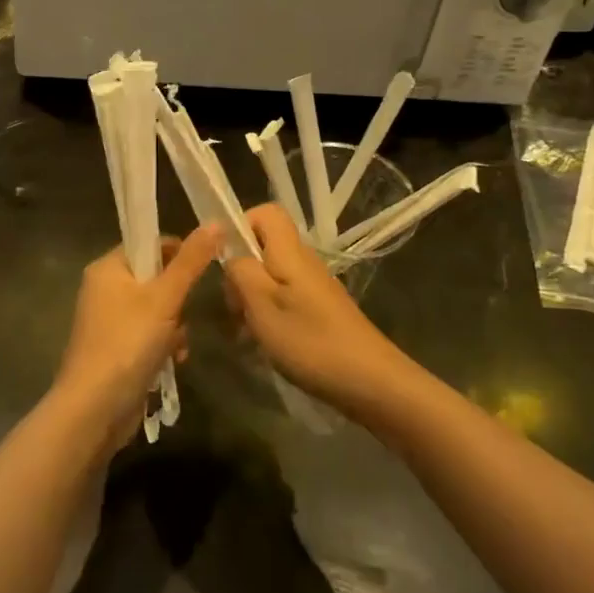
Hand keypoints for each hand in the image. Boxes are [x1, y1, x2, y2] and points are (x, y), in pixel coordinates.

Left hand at [54, 225, 218, 449]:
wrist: (94, 410)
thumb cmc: (127, 343)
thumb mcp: (165, 298)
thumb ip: (191, 261)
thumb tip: (216, 222)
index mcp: (108, 267)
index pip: (149, 244)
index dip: (178, 253)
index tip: (202, 271)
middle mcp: (104, 289)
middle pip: (156, 278)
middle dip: (178, 300)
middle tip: (183, 316)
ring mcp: (108, 322)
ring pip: (157, 310)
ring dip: (175, 327)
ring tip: (178, 346)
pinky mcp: (115, 350)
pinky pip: (148, 335)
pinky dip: (164, 346)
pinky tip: (172, 363)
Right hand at [223, 205, 415, 419]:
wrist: (369, 380)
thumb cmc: (309, 340)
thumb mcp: (262, 305)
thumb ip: (241, 271)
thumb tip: (231, 253)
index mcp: (290, 251)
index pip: (266, 212)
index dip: (241, 225)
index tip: (224, 258)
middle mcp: (304, 261)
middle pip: (264, 246)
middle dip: (240, 270)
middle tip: (232, 306)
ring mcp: (313, 286)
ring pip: (271, 275)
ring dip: (251, 297)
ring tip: (243, 330)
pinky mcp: (319, 309)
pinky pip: (284, 297)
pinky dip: (268, 314)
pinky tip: (263, 343)